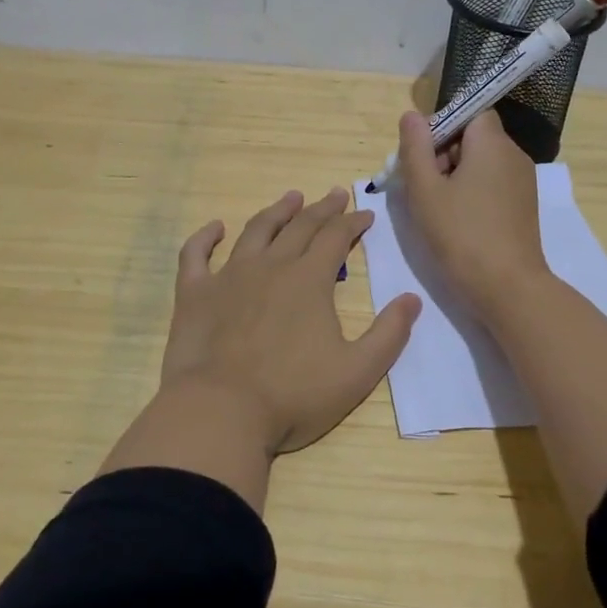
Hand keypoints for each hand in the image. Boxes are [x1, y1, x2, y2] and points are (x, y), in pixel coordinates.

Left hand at [159, 188, 421, 454]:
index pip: (336, 237)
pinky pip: (196, 254)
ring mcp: (228, 276)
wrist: (220, 412)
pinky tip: (215, 227)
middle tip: (335, 195)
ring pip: (255, 231)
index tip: (365, 214)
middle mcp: (270, 266)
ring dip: (276, 211)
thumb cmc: (293, 396)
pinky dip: (205, 237)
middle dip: (322, 209)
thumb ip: (389, 334)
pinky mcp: (194, 294)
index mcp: (309, 280)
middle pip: (300, 226)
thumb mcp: (357, 372)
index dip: (353, 222)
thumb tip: (412, 298)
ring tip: (291, 198)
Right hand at [396, 109, 548, 316]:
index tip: (422, 155)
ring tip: (435, 207)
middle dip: (444, 154)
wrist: (507, 287)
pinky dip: (472, 192)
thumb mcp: (425, 190)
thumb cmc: (461, 234)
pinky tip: (456, 220)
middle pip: (474, 137)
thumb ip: (415, 148)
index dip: (443, 126)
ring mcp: (523, 182)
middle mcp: (513, 155)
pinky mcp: (524, 206)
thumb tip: (412, 115)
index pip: (470, 112)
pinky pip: (493, 184)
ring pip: (482, 163)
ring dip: (455, 176)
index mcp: (492, 143)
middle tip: (421, 186)